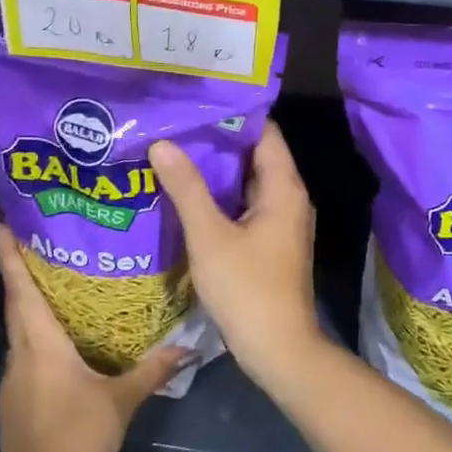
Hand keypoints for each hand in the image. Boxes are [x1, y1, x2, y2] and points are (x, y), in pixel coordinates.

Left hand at [0, 221, 192, 451]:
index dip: (9, 255)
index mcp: (42, 344)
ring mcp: (12, 380)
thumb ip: (152, 370)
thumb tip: (187, 348)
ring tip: (50, 288)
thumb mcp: (122, 400)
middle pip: (16, 305)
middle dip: (17, 272)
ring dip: (26, 307)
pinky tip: (56, 345)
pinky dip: (33, 339)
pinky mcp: (13, 401)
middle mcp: (20, 355)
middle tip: (30, 243)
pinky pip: (22, 356)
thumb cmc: (79, 434)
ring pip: (17, 332)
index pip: (22, 289)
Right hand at [149, 122, 327, 390]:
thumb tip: (163, 143)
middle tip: (176, 126)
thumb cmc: (247, 288)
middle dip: (217, 142)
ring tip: (174, 154)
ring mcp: (281, 223)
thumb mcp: (210, 235)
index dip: (233, 115)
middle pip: (255, 156)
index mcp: (284, 188)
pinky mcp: (270, 244)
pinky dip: (220, 199)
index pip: (264, 133)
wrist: (278, 349)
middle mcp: (289, 199)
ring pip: (247, 184)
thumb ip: (187, 188)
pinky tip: (187, 197)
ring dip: (216, 172)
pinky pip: (244, 208)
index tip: (197, 102)